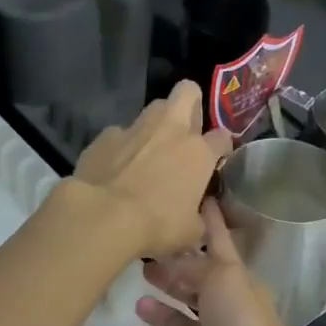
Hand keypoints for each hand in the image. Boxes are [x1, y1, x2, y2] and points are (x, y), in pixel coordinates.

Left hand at [70, 82, 233, 258]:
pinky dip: (121, 146)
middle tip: (186, 130)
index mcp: (198, 153)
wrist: (104, 215)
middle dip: (191, 104)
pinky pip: (119, 133)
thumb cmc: (156, 225)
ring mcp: (135, 128)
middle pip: (187, 92)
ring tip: (149, 148)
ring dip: (156, 124)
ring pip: (153, 108)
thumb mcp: (190, 232)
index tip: (216, 159)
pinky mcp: (105, 136)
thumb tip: (196, 216)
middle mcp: (170, 130)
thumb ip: (199, 217)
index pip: (222, 137)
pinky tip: (116, 166)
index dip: (221, 147)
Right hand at [125, 200, 299, 325]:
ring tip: (139, 301)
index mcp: (239, 286)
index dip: (210, 225)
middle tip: (143, 262)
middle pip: (193, 287)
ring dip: (159, 311)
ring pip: (177, 323)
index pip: (221, 247)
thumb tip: (174, 260)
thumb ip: (196, 265)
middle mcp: (224, 314)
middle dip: (172, 274)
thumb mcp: (224, 279)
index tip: (196, 199)